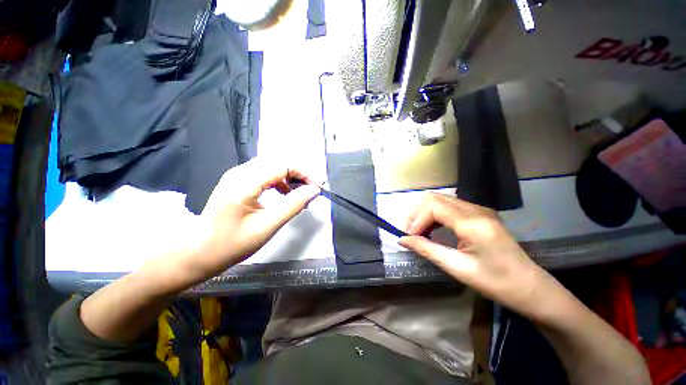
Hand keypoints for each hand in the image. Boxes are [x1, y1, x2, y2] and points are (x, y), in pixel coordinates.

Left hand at [182, 159, 320, 281]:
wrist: (198, 253)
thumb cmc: (232, 244)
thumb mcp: (267, 227)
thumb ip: (293, 206)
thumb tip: (314, 190)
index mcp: (244, 182)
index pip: (283, 165)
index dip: (304, 174)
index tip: (318, 188)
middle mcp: (239, 172)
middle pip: (278, 162)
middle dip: (299, 173)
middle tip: (312, 190)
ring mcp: (237, 175)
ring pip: (272, 166)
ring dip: (290, 176)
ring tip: (300, 193)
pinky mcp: (237, 181)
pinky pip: (264, 173)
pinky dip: (279, 180)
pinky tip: (284, 193)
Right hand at [399, 193, 547, 315]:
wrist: (531, 287)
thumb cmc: (496, 283)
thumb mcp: (458, 268)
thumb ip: (427, 249)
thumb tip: (402, 240)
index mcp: (473, 224)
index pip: (434, 206)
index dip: (417, 219)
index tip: (409, 237)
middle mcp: (476, 209)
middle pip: (435, 198)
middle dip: (418, 213)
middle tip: (411, 232)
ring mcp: (480, 209)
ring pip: (441, 199)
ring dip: (425, 213)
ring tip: (419, 231)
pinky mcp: (480, 213)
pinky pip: (450, 205)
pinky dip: (436, 214)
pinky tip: (433, 228)